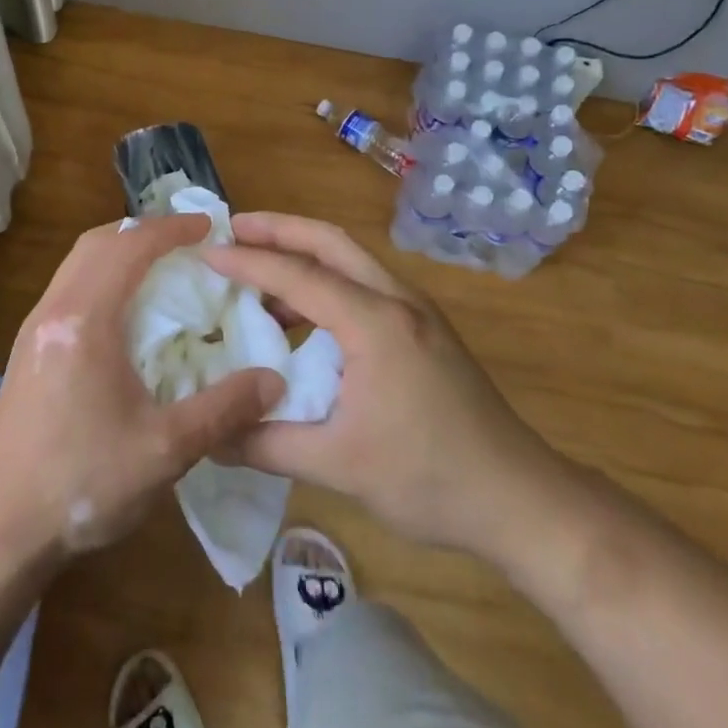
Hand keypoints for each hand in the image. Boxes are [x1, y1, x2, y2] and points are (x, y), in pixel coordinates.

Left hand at [0, 213, 285, 568]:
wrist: (2, 529)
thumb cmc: (85, 483)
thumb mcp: (166, 450)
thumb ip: (224, 409)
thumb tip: (273, 381)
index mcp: (84, 320)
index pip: (129, 247)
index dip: (170, 229)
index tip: (207, 226)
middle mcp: (53, 311)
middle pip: (97, 243)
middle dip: (143, 231)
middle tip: (186, 241)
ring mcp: (34, 330)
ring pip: (77, 264)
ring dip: (119, 251)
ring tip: (160, 267)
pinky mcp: (28, 351)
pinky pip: (68, 288)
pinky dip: (101, 276)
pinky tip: (125, 312)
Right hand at [202, 212, 577, 559]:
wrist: (521, 499)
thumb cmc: (430, 479)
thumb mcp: (339, 466)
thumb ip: (267, 444)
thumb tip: (209, 437)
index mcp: (376, 324)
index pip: (300, 275)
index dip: (248, 261)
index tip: (206, 253)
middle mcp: (397, 301)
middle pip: (330, 242)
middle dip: (279, 228)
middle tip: (231, 229)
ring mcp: (416, 312)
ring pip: (350, 259)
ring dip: (303, 255)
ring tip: (257, 270)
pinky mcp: (424, 329)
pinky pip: (363, 286)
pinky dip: (325, 283)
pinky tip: (300, 317)